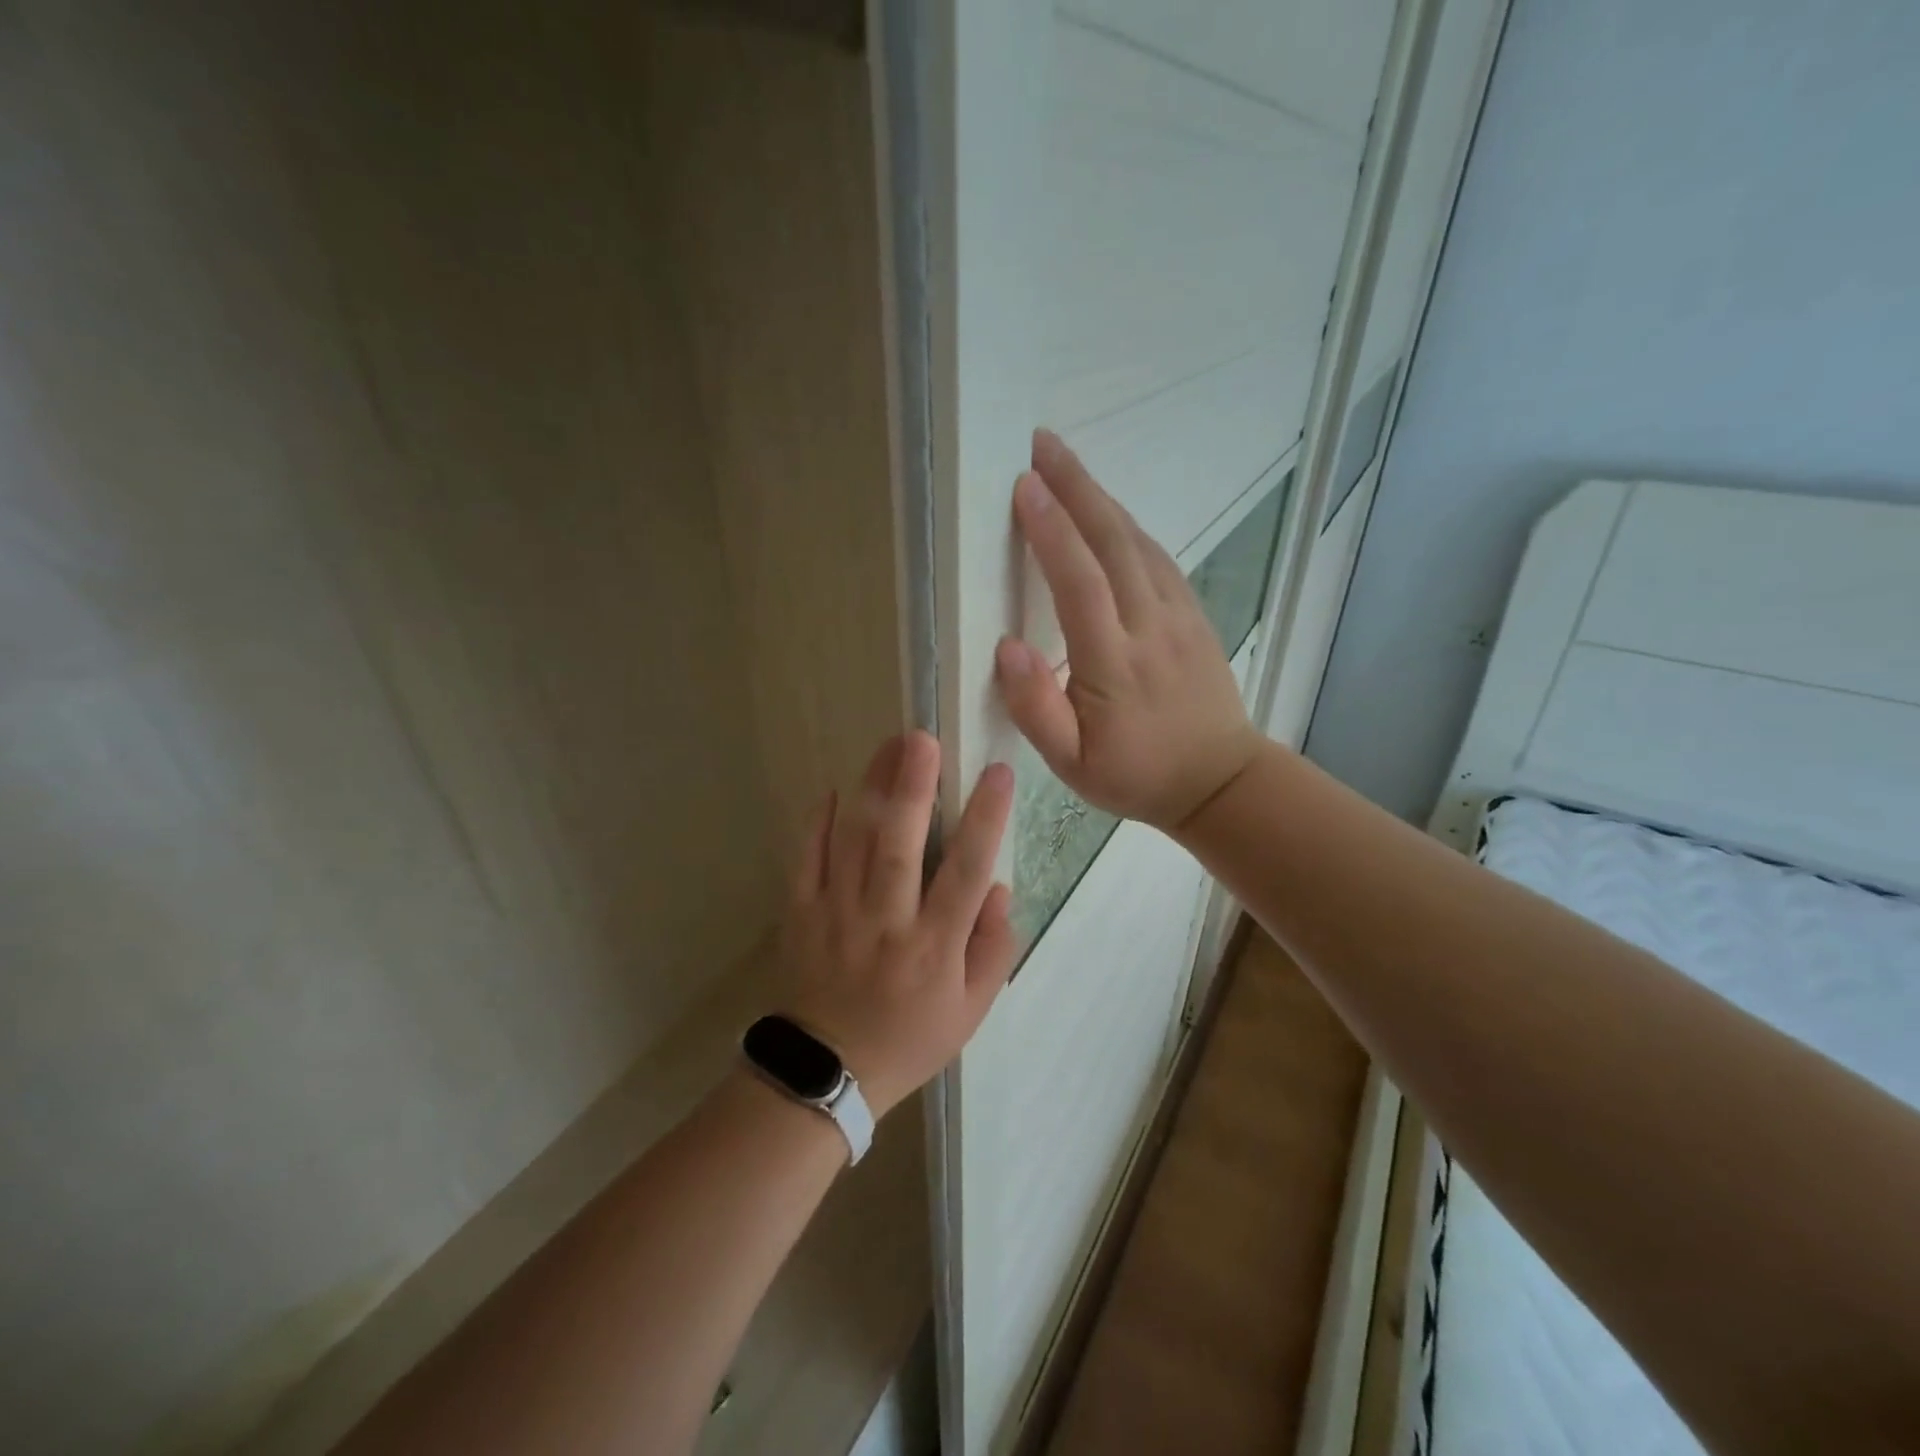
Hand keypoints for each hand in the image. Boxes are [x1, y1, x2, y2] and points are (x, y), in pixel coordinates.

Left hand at [779, 731, 1016, 1119]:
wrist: (827, 1073)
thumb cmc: (909, 1038)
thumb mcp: (971, 1011)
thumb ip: (993, 949)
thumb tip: (999, 889)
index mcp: (934, 945)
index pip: (966, 871)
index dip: (985, 819)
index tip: (998, 773)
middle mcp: (887, 921)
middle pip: (899, 845)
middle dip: (913, 788)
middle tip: (923, 739)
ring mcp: (838, 915)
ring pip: (853, 842)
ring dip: (871, 789)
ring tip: (887, 746)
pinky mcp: (801, 915)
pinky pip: (806, 861)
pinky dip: (816, 823)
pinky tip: (831, 790)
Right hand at [995, 429, 1264, 831]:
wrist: (1218, 780)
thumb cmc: (1135, 774)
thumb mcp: (1072, 765)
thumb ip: (1036, 710)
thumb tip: (1007, 649)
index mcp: (1114, 663)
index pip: (1080, 583)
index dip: (1051, 531)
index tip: (1023, 486)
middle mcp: (1150, 626)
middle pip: (1112, 543)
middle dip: (1076, 487)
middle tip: (1042, 444)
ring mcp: (1179, 616)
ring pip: (1138, 542)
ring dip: (1101, 497)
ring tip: (1067, 465)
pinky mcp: (1194, 615)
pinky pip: (1158, 557)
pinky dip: (1129, 525)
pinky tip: (1110, 511)